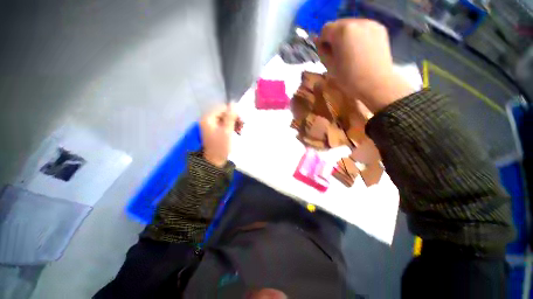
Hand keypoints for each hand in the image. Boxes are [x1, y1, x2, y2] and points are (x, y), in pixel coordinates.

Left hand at [200, 103, 236, 167]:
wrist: (215, 161)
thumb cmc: (221, 146)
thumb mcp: (227, 130)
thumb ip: (230, 116)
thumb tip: (234, 103)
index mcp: (208, 118)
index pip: (222, 108)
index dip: (233, 113)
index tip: (241, 121)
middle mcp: (208, 119)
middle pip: (224, 113)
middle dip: (234, 119)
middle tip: (242, 127)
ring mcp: (211, 125)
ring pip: (225, 119)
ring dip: (234, 123)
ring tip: (240, 130)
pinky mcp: (215, 130)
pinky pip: (225, 124)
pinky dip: (231, 127)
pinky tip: (237, 132)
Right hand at [316, 19, 413, 111]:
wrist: (375, 84)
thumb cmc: (349, 78)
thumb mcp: (330, 66)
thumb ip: (322, 51)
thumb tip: (318, 42)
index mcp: (342, 32)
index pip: (325, 29)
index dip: (323, 42)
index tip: (326, 54)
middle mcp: (357, 22)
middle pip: (338, 25)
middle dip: (335, 37)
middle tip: (337, 54)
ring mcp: (370, 24)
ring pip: (351, 26)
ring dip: (346, 36)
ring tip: (349, 52)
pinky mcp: (379, 29)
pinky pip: (362, 29)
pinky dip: (357, 36)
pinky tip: (359, 50)